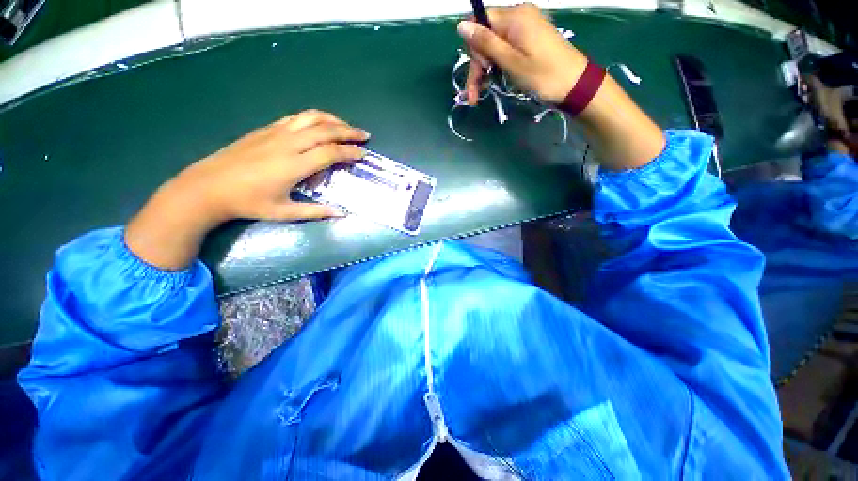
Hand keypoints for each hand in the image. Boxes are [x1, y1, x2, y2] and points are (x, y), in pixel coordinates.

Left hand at [125, 110, 368, 269]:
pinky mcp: (265, 129)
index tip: (363, 154)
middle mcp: (287, 144)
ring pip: (310, 118)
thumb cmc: (248, 203)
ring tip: (346, 126)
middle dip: (348, 131)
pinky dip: (313, 118)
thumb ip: (315, 211)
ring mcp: (275, 133)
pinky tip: (319, 124)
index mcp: (294, 165)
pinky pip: (295, 118)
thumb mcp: (284, 213)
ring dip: (332, 119)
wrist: (207, 187)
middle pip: (324, 130)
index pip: (330, 153)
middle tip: (364, 135)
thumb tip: (342, 213)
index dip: (350, 152)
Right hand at [457, 4, 663, 170]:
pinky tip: (495, 81)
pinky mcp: (530, 39)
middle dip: (478, 65)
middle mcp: (519, 16)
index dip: (474, 48)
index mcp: (515, 16)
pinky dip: (498, 65)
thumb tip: (461, 25)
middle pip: (486, 36)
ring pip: (495, 45)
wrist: (575, 85)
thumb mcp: (511, 61)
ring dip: (485, 69)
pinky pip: (506, 48)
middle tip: (475, 95)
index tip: (480, 72)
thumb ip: (486, 43)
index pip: (480, 22)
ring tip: (481, 94)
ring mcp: (526, 27)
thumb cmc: (543, 75)